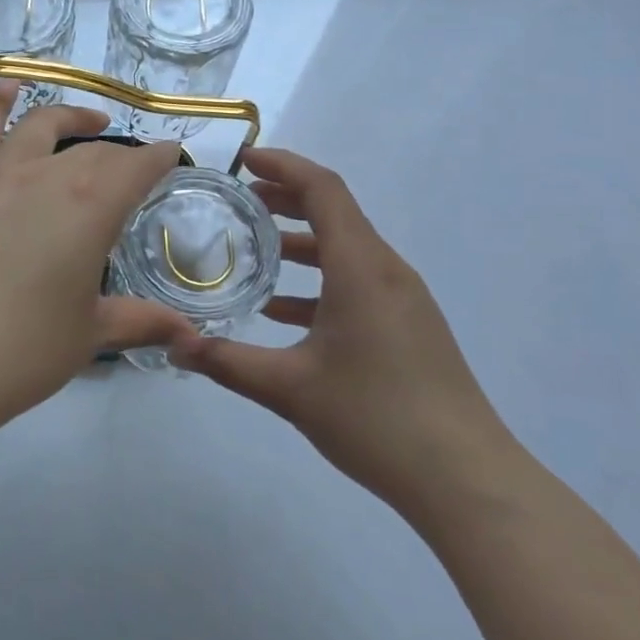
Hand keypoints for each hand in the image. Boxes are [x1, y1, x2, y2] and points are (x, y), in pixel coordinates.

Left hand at [0, 81, 200, 434]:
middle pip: (94, 152)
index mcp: (91, 206)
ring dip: (71, 118)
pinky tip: (6, 90)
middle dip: (122, 156)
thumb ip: (140, 323)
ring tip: (92, 121)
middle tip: (136, 170)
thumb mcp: (90, 335)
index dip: (159, 158)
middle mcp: (47, 177)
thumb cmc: (23, 349)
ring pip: (41, 128)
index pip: (137, 167)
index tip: (173, 155)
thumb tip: (189, 336)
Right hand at [170, 148, 518, 526]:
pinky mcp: (410, 327)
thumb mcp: (289, 388)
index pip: (323, 189)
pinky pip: (359, 283)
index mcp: (361, 267)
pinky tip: (284, 313)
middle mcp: (386, 270)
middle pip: (335, 213)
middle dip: (287, 199)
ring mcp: (404, 299)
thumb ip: (227, 362)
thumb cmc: (376, 418)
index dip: (283, 165)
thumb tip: (173, 346)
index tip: (244, 160)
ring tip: (256, 250)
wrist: (466, 479)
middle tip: (240, 201)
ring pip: (347, 250)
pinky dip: (320, 282)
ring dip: (302, 242)